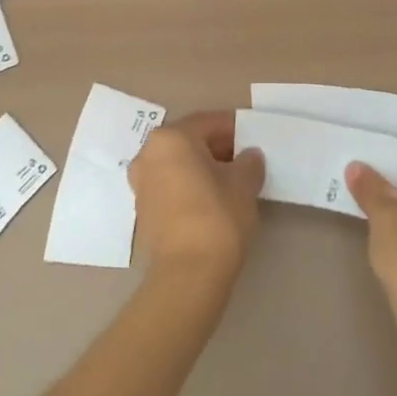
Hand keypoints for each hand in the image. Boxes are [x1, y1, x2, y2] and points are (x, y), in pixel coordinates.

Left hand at [130, 112, 265, 288]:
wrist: (188, 273)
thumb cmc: (217, 216)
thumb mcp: (243, 183)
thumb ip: (249, 162)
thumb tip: (249, 157)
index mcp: (170, 138)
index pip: (208, 122)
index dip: (235, 128)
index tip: (255, 137)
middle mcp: (148, 154)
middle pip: (189, 141)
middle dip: (218, 148)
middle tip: (246, 159)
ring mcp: (141, 182)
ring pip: (178, 164)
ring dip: (203, 167)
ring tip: (232, 181)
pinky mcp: (143, 209)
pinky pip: (171, 185)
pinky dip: (190, 185)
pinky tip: (213, 199)